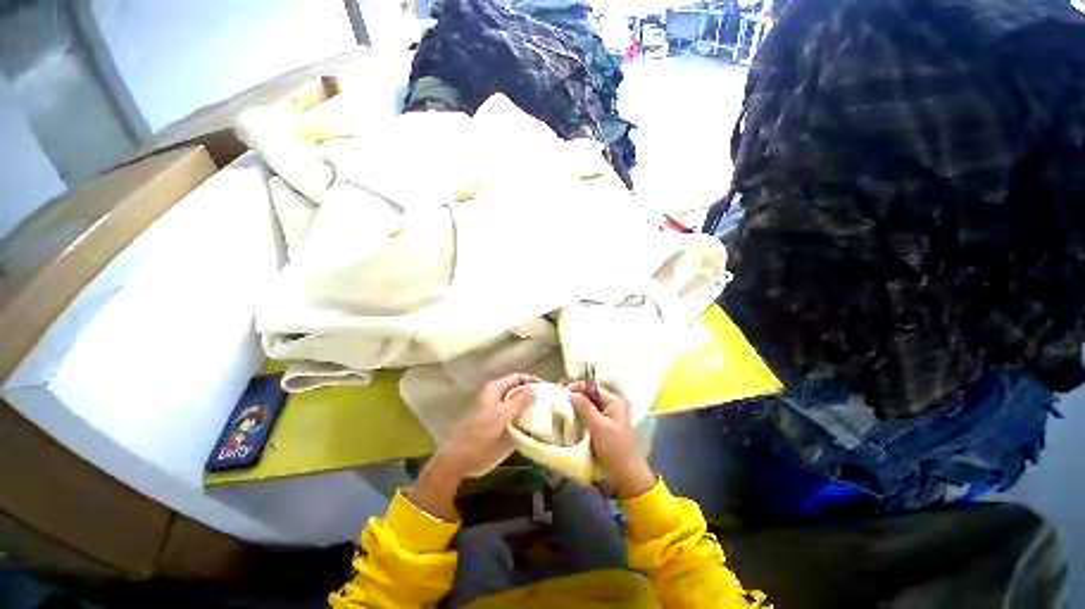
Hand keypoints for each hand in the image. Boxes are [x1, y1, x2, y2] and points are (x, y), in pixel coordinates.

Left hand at [410, 373, 538, 519]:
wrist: (458, 459)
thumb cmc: (479, 434)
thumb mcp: (502, 415)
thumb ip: (519, 401)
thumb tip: (535, 389)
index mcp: (494, 389)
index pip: (518, 378)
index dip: (532, 381)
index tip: (547, 390)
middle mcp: (496, 397)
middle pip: (518, 390)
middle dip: (533, 395)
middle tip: (549, 404)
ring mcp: (496, 411)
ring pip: (517, 405)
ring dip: (530, 409)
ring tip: (546, 415)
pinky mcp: (496, 425)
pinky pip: (514, 418)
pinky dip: (524, 420)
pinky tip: (534, 427)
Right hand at [568, 382, 655, 497]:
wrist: (627, 476)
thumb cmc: (615, 449)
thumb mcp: (598, 426)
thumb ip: (584, 407)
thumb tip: (571, 393)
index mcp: (614, 402)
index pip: (593, 387)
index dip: (578, 387)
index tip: (562, 391)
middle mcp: (611, 406)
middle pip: (590, 396)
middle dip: (575, 397)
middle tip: (558, 400)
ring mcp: (607, 418)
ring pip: (588, 407)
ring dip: (575, 408)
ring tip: (560, 409)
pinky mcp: (602, 429)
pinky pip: (588, 418)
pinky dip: (579, 418)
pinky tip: (568, 421)